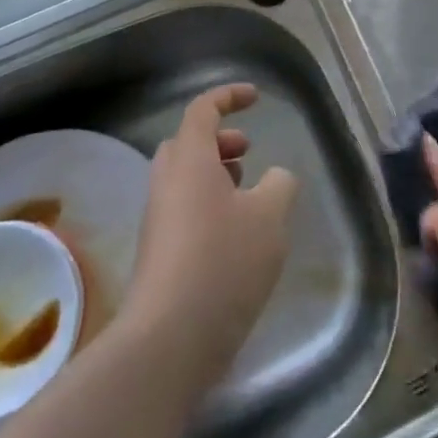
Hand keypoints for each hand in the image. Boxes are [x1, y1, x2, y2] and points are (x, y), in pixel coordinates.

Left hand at [122, 84, 298, 396]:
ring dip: (215, 174)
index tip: (256, 98)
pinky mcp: (158, 254)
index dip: (229, 96)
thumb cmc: (222, 263)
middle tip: (248, 152)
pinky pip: (183, 210)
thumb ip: (280, 185)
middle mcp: (166, 182)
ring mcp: (157, 220)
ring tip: (248, 195)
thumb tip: (275, 178)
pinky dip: (208, 206)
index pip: (203, 109)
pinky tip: (236, 238)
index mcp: (189, 159)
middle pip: (188, 143)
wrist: (168, 341)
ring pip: (184, 178)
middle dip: (219, 140)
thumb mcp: (270, 217)